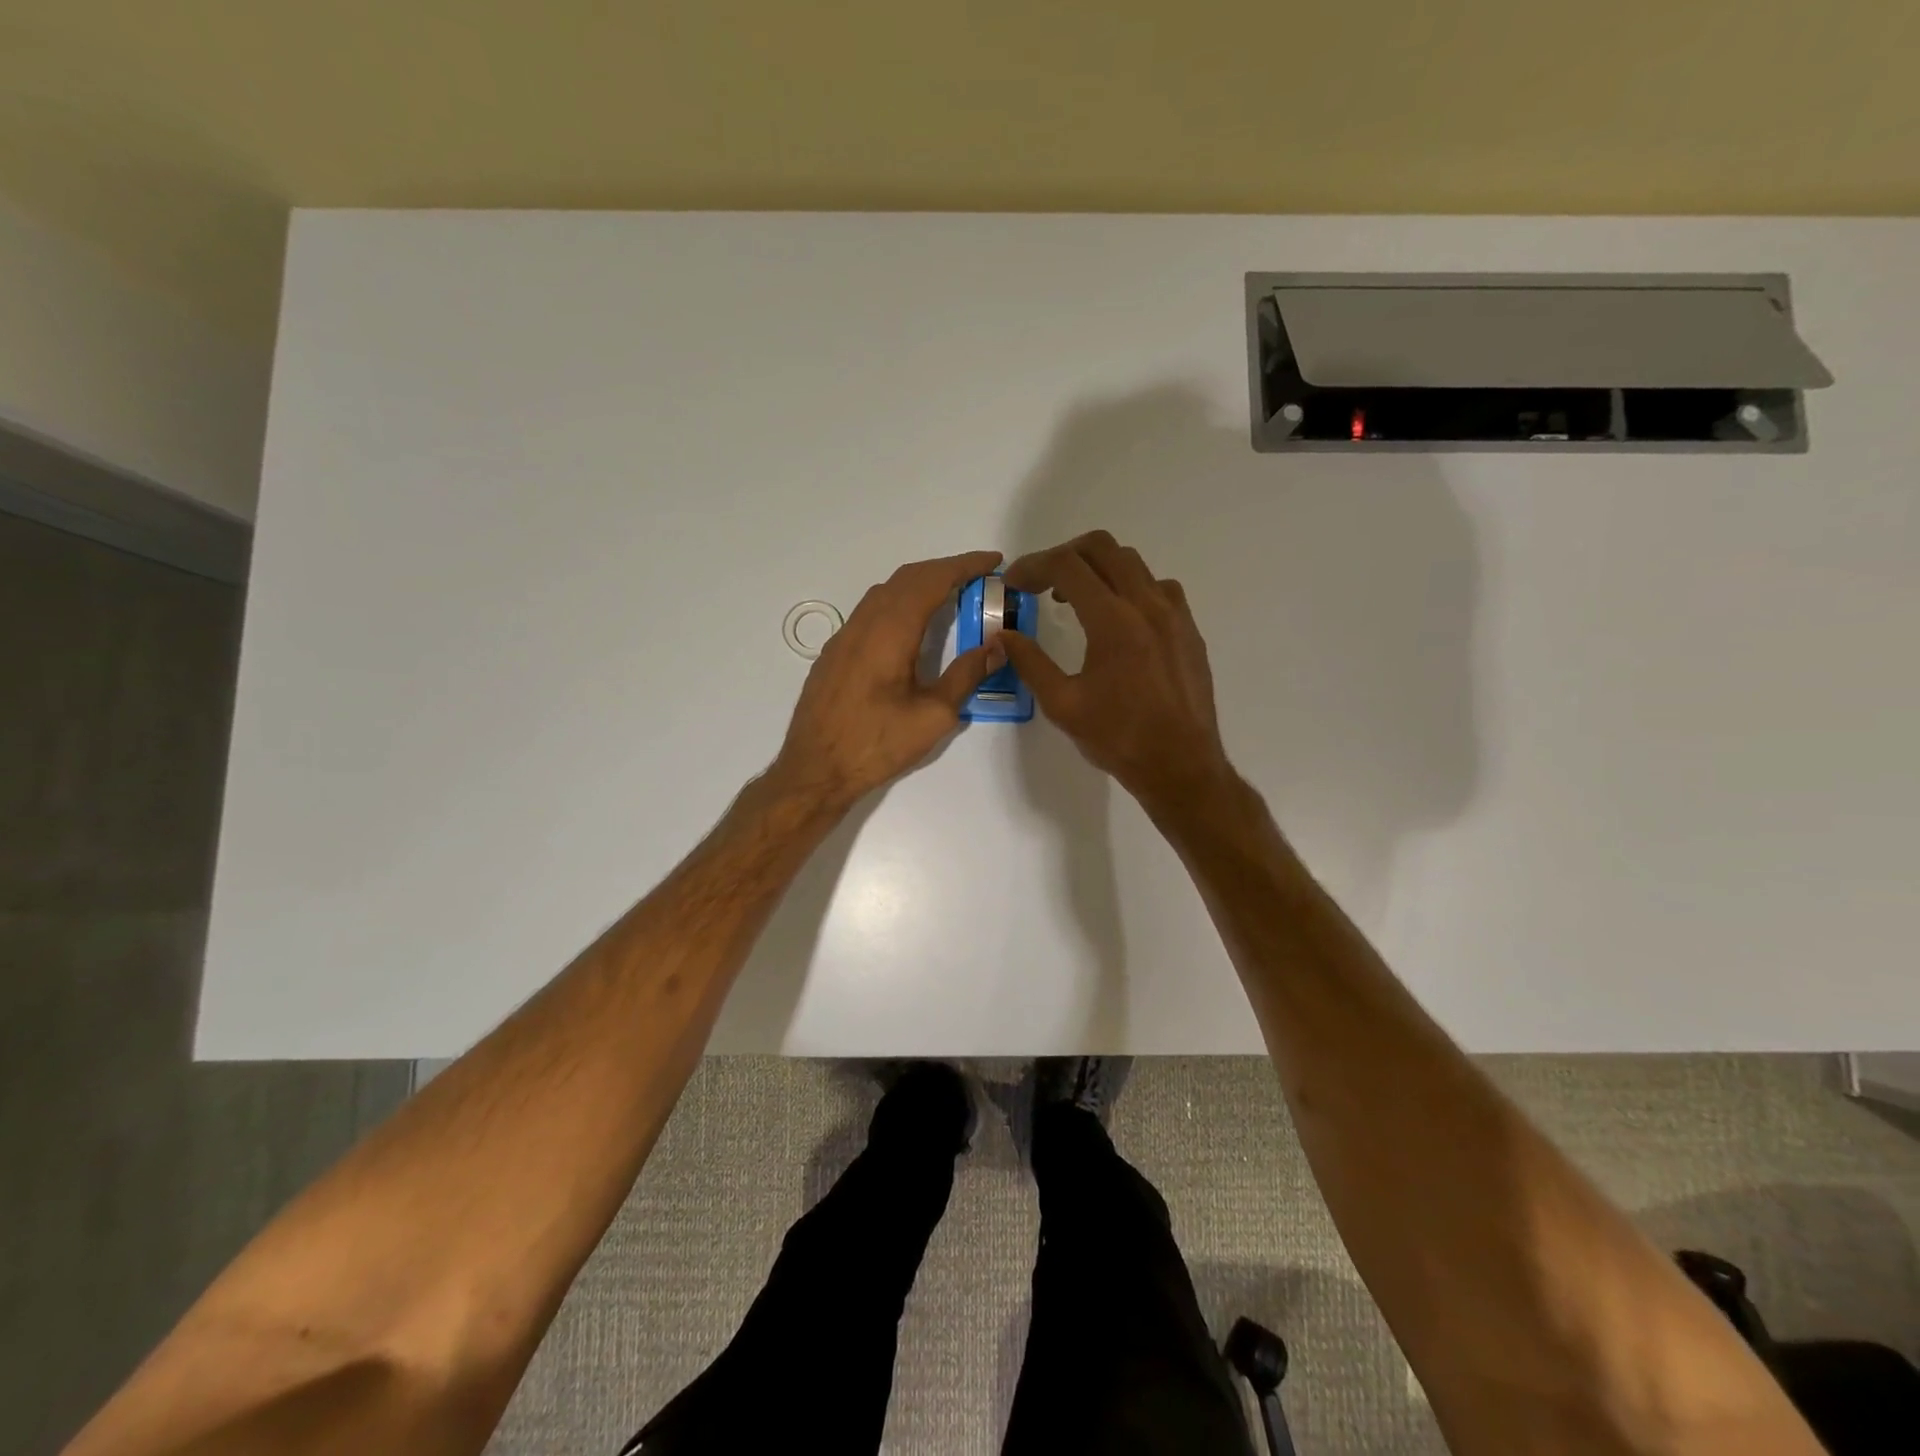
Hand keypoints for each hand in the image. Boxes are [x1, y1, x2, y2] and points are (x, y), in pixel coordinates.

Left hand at [773, 549, 1006, 808]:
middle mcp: (863, 624)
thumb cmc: (877, 745)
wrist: (815, 770)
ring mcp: (843, 638)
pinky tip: (911, 626)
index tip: (993, 561)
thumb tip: (996, 647)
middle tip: (978, 577)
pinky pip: (870, 612)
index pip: (931, 581)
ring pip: (884, 593)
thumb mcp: (933, 716)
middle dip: (944, 570)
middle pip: (906, 579)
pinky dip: (898, 603)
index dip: (964, 566)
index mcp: (890, 633)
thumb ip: (966, 676)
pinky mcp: (834, 655)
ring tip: (950, 596)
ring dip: (919, 585)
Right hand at [1001, 531, 1232, 812]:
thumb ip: (1030, 663)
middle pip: (1103, 548)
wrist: (1181, 766)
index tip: (1014, 584)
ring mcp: (1174, 615)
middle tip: (1042, 584)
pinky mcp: (1189, 630)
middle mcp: (1147, 605)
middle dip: (1065, 556)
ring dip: (1098, 569)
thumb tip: (1003, 636)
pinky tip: (1118, 620)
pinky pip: (1158, 587)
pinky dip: (1129, 587)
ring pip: (1133, 563)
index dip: (1033, 566)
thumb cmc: (1118, 738)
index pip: (1067, 566)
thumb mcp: (1062, 705)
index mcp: (1113, 621)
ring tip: (1075, 601)